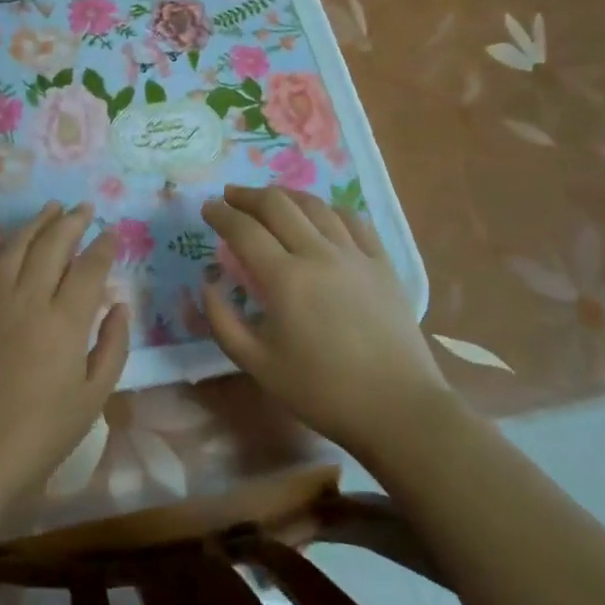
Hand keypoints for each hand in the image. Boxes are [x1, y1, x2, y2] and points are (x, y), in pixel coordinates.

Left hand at [0, 202, 129, 504]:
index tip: (112, 232)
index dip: (103, 246)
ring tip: (50, 207)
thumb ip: (112, 346)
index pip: (89, 268)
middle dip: (71, 222)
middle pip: (52, 246)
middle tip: (84, 207)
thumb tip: (120, 305)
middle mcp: (29, 301)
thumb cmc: (42, 434)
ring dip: (35, 224)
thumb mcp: (93, 398)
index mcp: (65, 323)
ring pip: (15, 248)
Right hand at [201, 185, 448, 458]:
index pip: (244, 230)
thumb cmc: (322, 391)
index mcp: (285, 279)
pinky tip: (321, 214)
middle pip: (278, 205)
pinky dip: (328, 209)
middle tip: (230, 197)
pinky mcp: (382, 263)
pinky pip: (353, 220)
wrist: (398, 409)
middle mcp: (318, 254)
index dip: (221, 214)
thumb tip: (208, 282)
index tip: (207, 208)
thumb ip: (223, 321)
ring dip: (285, 196)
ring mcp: (355, 254)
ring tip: (270, 199)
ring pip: (315, 205)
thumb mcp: (258, 365)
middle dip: (248, 195)